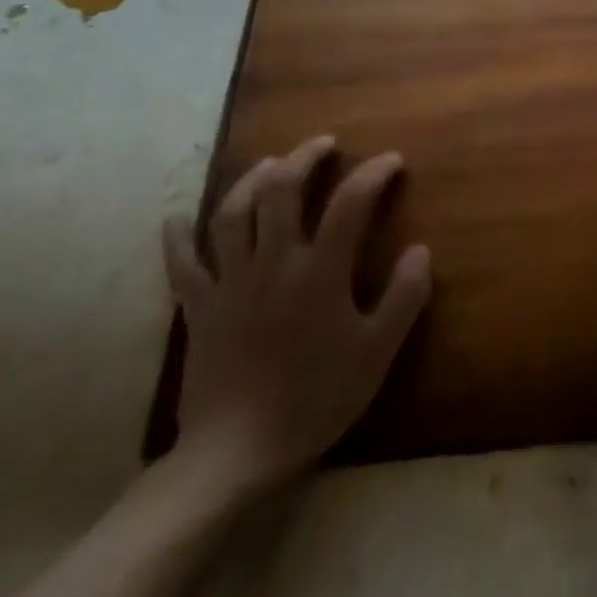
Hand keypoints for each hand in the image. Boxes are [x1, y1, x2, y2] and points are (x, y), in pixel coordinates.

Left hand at [163, 135, 431, 496]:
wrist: (237, 452)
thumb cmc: (316, 398)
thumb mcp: (378, 352)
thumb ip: (404, 297)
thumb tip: (420, 250)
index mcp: (319, 271)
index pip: (350, 203)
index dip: (373, 173)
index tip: (392, 161)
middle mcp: (273, 263)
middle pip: (281, 191)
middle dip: (304, 158)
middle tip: (324, 144)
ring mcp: (230, 283)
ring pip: (233, 214)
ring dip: (252, 180)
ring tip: (271, 164)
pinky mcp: (199, 308)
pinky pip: (183, 264)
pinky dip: (178, 238)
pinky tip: (176, 219)